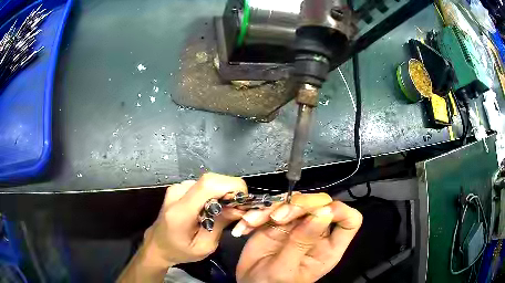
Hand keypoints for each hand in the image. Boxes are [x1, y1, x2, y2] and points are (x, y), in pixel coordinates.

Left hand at [118, 173, 246, 281]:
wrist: (157, 244)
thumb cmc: (180, 251)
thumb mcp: (204, 247)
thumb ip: (220, 225)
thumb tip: (238, 207)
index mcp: (180, 212)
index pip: (207, 185)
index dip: (231, 186)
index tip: (244, 200)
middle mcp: (177, 193)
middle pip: (211, 179)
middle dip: (231, 189)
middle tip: (238, 208)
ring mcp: (177, 188)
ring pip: (209, 181)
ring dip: (224, 191)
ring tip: (226, 210)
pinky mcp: (179, 187)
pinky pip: (203, 184)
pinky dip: (215, 192)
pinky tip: (214, 207)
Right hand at [235, 194, 362, 282]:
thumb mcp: (286, 267)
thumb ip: (303, 241)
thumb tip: (324, 211)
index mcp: (328, 247)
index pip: (349, 221)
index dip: (340, 211)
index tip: (319, 212)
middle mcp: (316, 233)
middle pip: (319, 204)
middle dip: (298, 206)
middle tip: (277, 217)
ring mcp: (296, 226)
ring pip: (294, 202)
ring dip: (272, 208)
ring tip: (252, 222)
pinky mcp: (277, 223)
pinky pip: (271, 208)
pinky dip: (256, 213)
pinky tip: (245, 226)